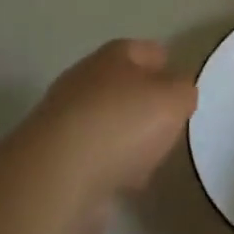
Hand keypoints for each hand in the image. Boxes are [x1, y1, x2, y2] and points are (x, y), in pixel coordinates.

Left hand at [38, 39, 197, 233]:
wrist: (56, 178)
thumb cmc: (123, 124)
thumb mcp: (175, 99)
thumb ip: (183, 91)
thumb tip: (177, 92)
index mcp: (112, 57)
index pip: (145, 50)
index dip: (166, 65)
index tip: (181, 87)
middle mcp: (82, 81)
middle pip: (121, 86)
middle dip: (143, 104)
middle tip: (167, 125)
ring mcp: (61, 121)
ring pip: (105, 123)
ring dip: (124, 139)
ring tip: (149, 161)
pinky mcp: (50, 160)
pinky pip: (90, 157)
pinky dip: (107, 167)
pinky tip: (123, 183)